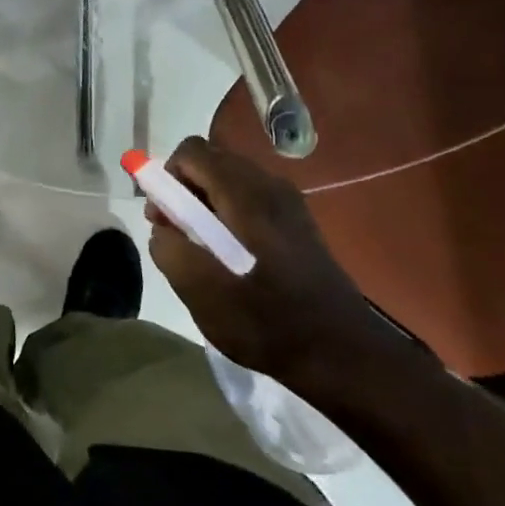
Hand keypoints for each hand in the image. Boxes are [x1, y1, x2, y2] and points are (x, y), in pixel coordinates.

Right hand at [146, 136, 393, 383]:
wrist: (342, 353)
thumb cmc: (267, 322)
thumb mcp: (202, 293)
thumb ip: (170, 251)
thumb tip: (162, 230)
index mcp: (245, 196)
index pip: (192, 152)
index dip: (166, 176)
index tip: (164, 217)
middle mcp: (269, 186)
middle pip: (211, 160)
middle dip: (184, 188)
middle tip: (177, 233)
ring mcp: (288, 202)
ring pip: (230, 179)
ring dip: (205, 203)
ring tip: (203, 248)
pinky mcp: (298, 221)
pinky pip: (250, 197)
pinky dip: (229, 213)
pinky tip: (232, 255)